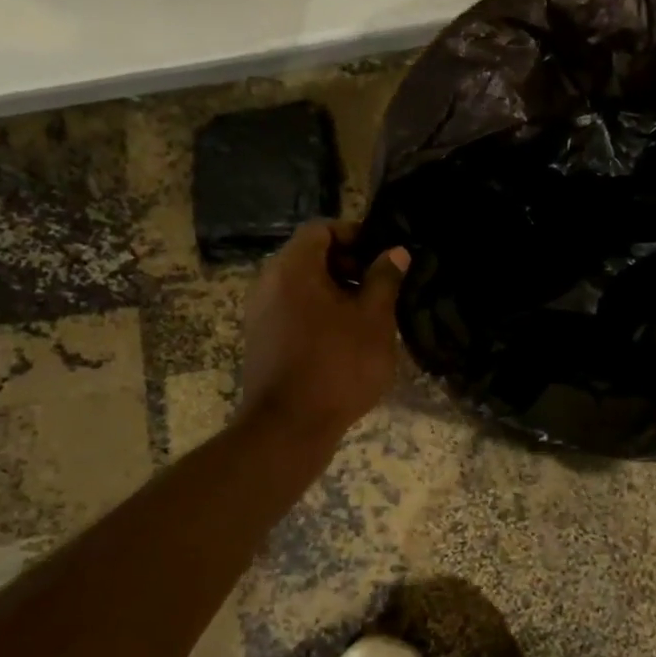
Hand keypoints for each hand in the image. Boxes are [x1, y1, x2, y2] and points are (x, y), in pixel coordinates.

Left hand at [238, 221, 409, 443]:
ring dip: (336, 291)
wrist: (289, 427)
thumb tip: (395, 253)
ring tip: (369, 314)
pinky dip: (319, 311)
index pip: (321, 229)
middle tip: (381, 286)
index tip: (382, 256)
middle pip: (310, 255)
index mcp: (293, 268)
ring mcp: (261, 312)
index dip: (355, 235)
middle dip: (348, 264)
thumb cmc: (338, 365)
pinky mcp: (262, 339)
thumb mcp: (374, 319)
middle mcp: (268, 282)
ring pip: (302, 285)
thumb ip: (385, 279)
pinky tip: (346, 337)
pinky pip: (293, 309)